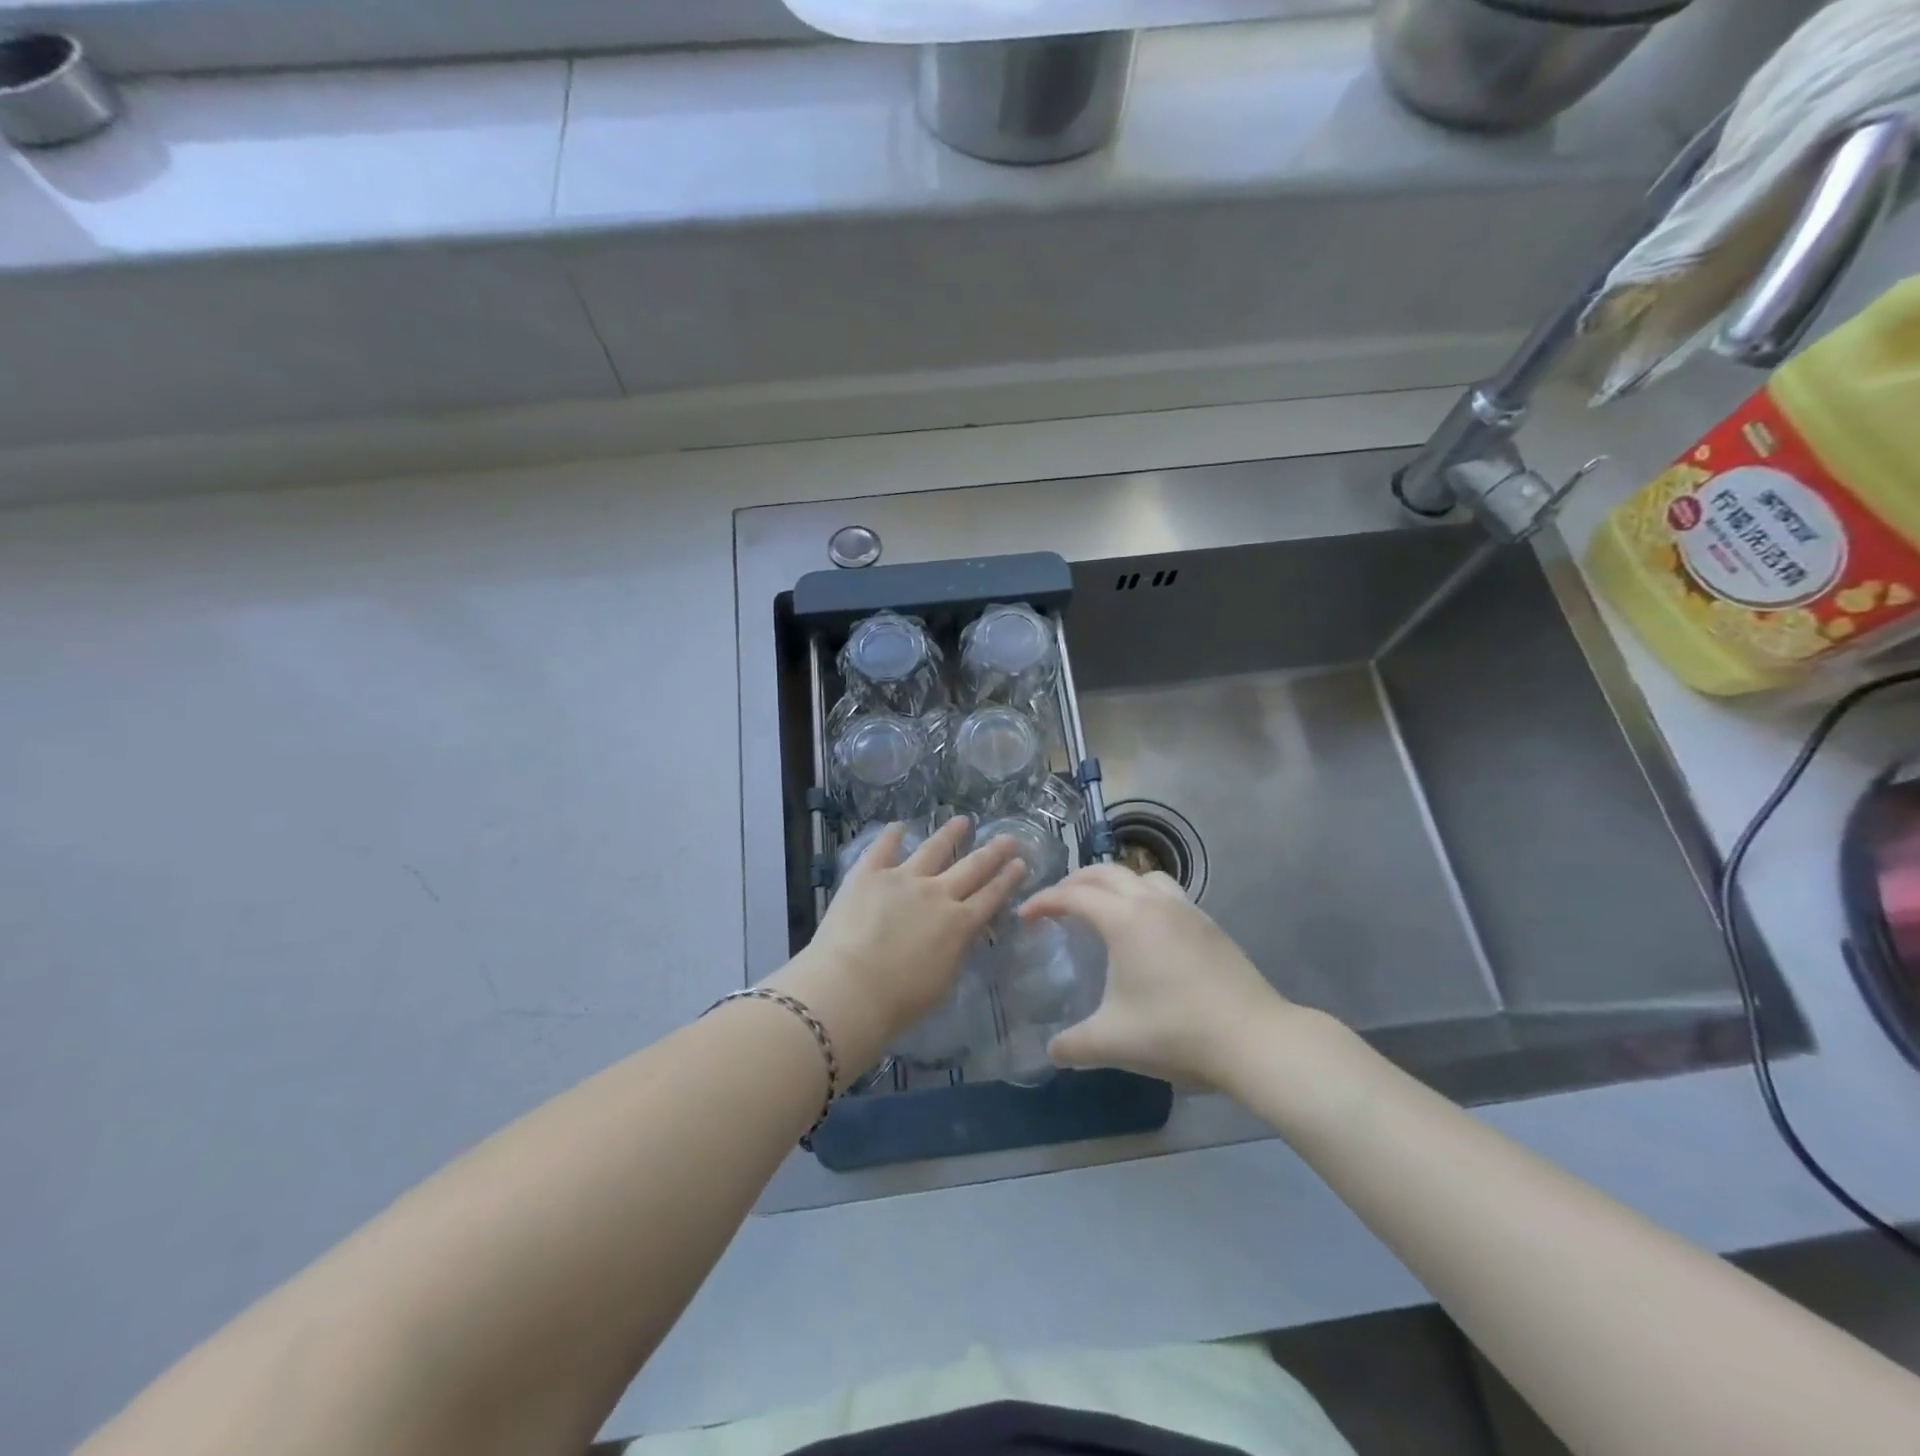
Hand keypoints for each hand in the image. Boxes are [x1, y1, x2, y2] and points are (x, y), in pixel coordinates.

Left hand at [770, 817, 1025, 1072]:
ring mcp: (902, 878)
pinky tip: (900, 825)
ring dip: (950, 834)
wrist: (850, 988)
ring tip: (962, 820)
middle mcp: (937, 894)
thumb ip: (955, 951)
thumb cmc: (899, 1001)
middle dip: (993, 852)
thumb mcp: (944, 981)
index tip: (1020, 863)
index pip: (990, 897)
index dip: (1007, 879)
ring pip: (933, 849)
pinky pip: (883, 847)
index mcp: (958, 924)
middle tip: (1008, 838)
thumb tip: (959, 935)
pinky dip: (893, 834)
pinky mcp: (869, 874)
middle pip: (972, 867)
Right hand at [1020, 865, 1292, 1088]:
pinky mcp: (1210, 925)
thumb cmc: (1175, 1031)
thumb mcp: (1113, 1042)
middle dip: (1075, 881)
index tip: (1025, 915)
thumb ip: (1073, 1045)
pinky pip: (1168, 893)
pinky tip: (1148, 929)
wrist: (1253, 1038)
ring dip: (1116, 882)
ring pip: (1143, 876)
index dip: (1044, 901)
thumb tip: (1051, 1050)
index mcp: (1124, 920)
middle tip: (1057, 902)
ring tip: (1104, 906)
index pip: (1074, 896)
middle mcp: (1153, 903)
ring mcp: (1186, 910)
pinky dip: (1145, 896)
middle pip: (1106, 873)